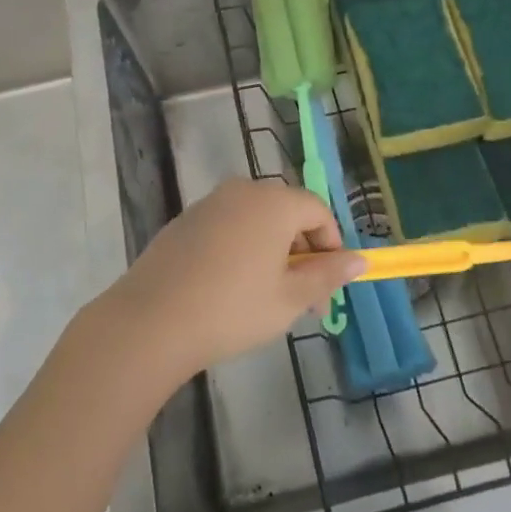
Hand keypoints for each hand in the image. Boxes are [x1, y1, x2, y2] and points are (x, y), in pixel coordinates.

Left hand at [94, 179, 364, 385]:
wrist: (151, 321)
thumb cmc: (232, 309)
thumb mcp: (289, 299)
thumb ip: (327, 275)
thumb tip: (358, 260)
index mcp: (274, 202)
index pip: (318, 210)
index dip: (331, 246)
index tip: (328, 286)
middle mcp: (243, 190)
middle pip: (287, 211)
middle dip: (302, 251)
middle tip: (302, 298)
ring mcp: (210, 203)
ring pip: (257, 219)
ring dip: (272, 250)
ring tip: (268, 297)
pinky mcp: (185, 220)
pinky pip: (228, 226)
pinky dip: (242, 248)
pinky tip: (230, 288)